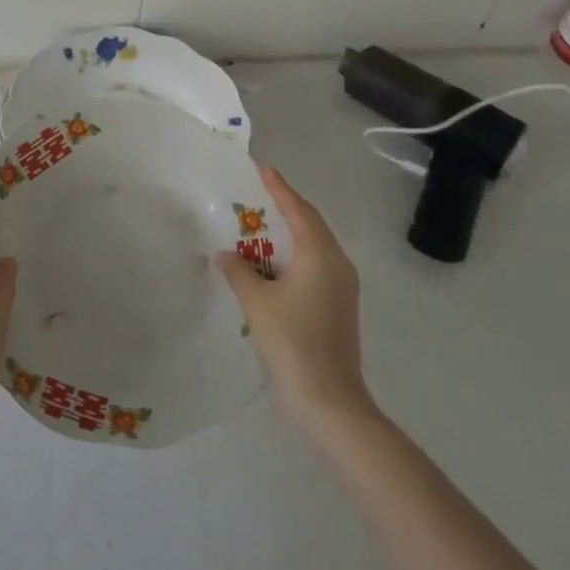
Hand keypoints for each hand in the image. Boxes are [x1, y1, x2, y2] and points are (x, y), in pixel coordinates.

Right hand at [218, 167, 371, 426]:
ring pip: (316, 245)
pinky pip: (318, 264)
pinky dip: (297, 255)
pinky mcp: (341, 305)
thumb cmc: (293, 342)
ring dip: (292, 233)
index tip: (263, 169)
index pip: (298, 209)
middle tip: (258, 196)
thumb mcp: (257, 303)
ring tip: (263, 228)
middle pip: (311, 224)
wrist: (331, 400)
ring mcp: (344, 286)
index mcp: (320, 253)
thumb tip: (226, 254)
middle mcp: (337, 262)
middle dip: (286, 208)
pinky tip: (276, 266)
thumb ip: (239, 272)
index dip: (279, 188)